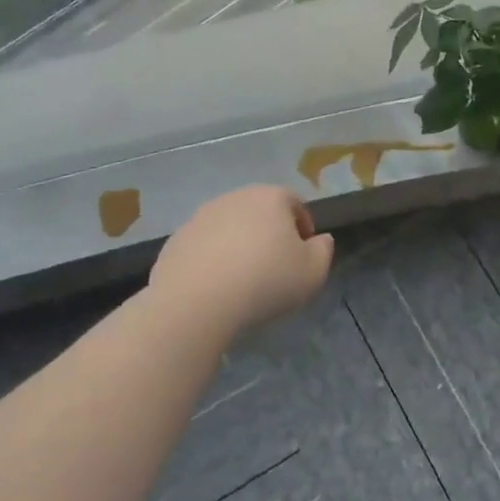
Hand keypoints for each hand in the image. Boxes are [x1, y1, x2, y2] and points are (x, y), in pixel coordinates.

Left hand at [150, 185, 333, 333]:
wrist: (196, 303)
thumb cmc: (265, 281)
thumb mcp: (313, 272)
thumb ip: (324, 251)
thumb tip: (320, 239)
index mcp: (271, 197)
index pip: (295, 204)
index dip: (303, 229)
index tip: (303, 257)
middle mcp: (235, 198)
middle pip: (260, 213)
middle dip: (269, 235)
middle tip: (274, 268)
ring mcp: (201, 217)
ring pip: (230, 228)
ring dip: (239, 246)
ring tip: (243, 280)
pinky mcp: (176, 240)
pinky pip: (204, 247)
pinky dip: (212, 260)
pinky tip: (216, 287)